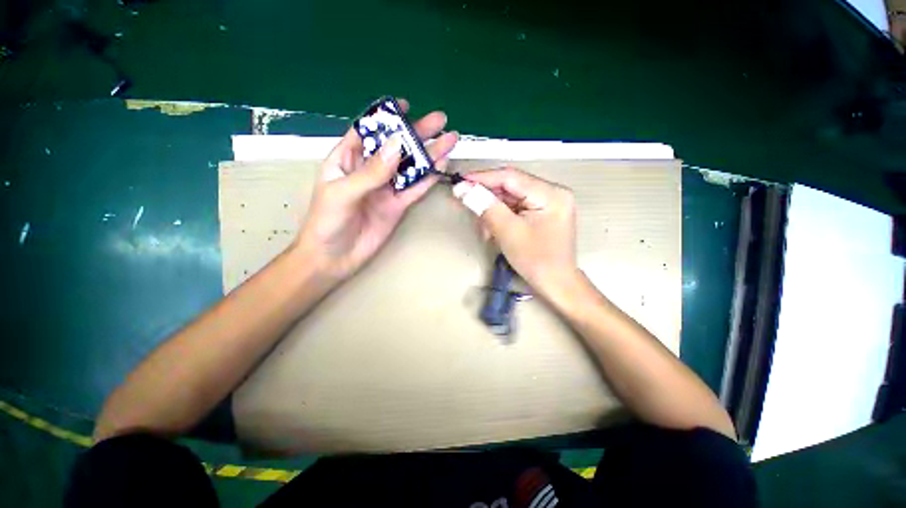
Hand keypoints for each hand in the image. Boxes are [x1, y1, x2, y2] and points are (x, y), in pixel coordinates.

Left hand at [294, 100, 457, 281]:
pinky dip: (428, 179)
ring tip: (449, 141)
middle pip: (396, 147)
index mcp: (347, 159)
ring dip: (429, 155)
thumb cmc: (327, 222)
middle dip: (417, 133)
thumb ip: (371, 171)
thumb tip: (398, 145)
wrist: (334, 258)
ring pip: (410, 168)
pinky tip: (441, 167)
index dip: (386, 118)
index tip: (406, 105)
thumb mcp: (343, 193)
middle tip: (440, 120)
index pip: (368, 131)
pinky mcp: (398, 206)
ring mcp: (386, 189)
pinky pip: (415, 189)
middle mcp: (370, 170)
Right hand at [452, 167, 578, 299]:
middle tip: (465, 204)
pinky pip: (516, 208)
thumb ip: (486, 207)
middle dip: (487, 198)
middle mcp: (552, 192)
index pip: (511, 177)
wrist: (556, 284)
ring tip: (483, 229)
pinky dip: (501, 217)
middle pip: (511, 186)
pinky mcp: (542, 212)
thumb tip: (463, 188)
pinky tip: (492, 230)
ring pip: (511, 198)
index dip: (483, 178)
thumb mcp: (508, 232)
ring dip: (492, 210)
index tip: (460, 182)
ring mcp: (548, 202)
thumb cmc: (536, 260)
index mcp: (551, 193)